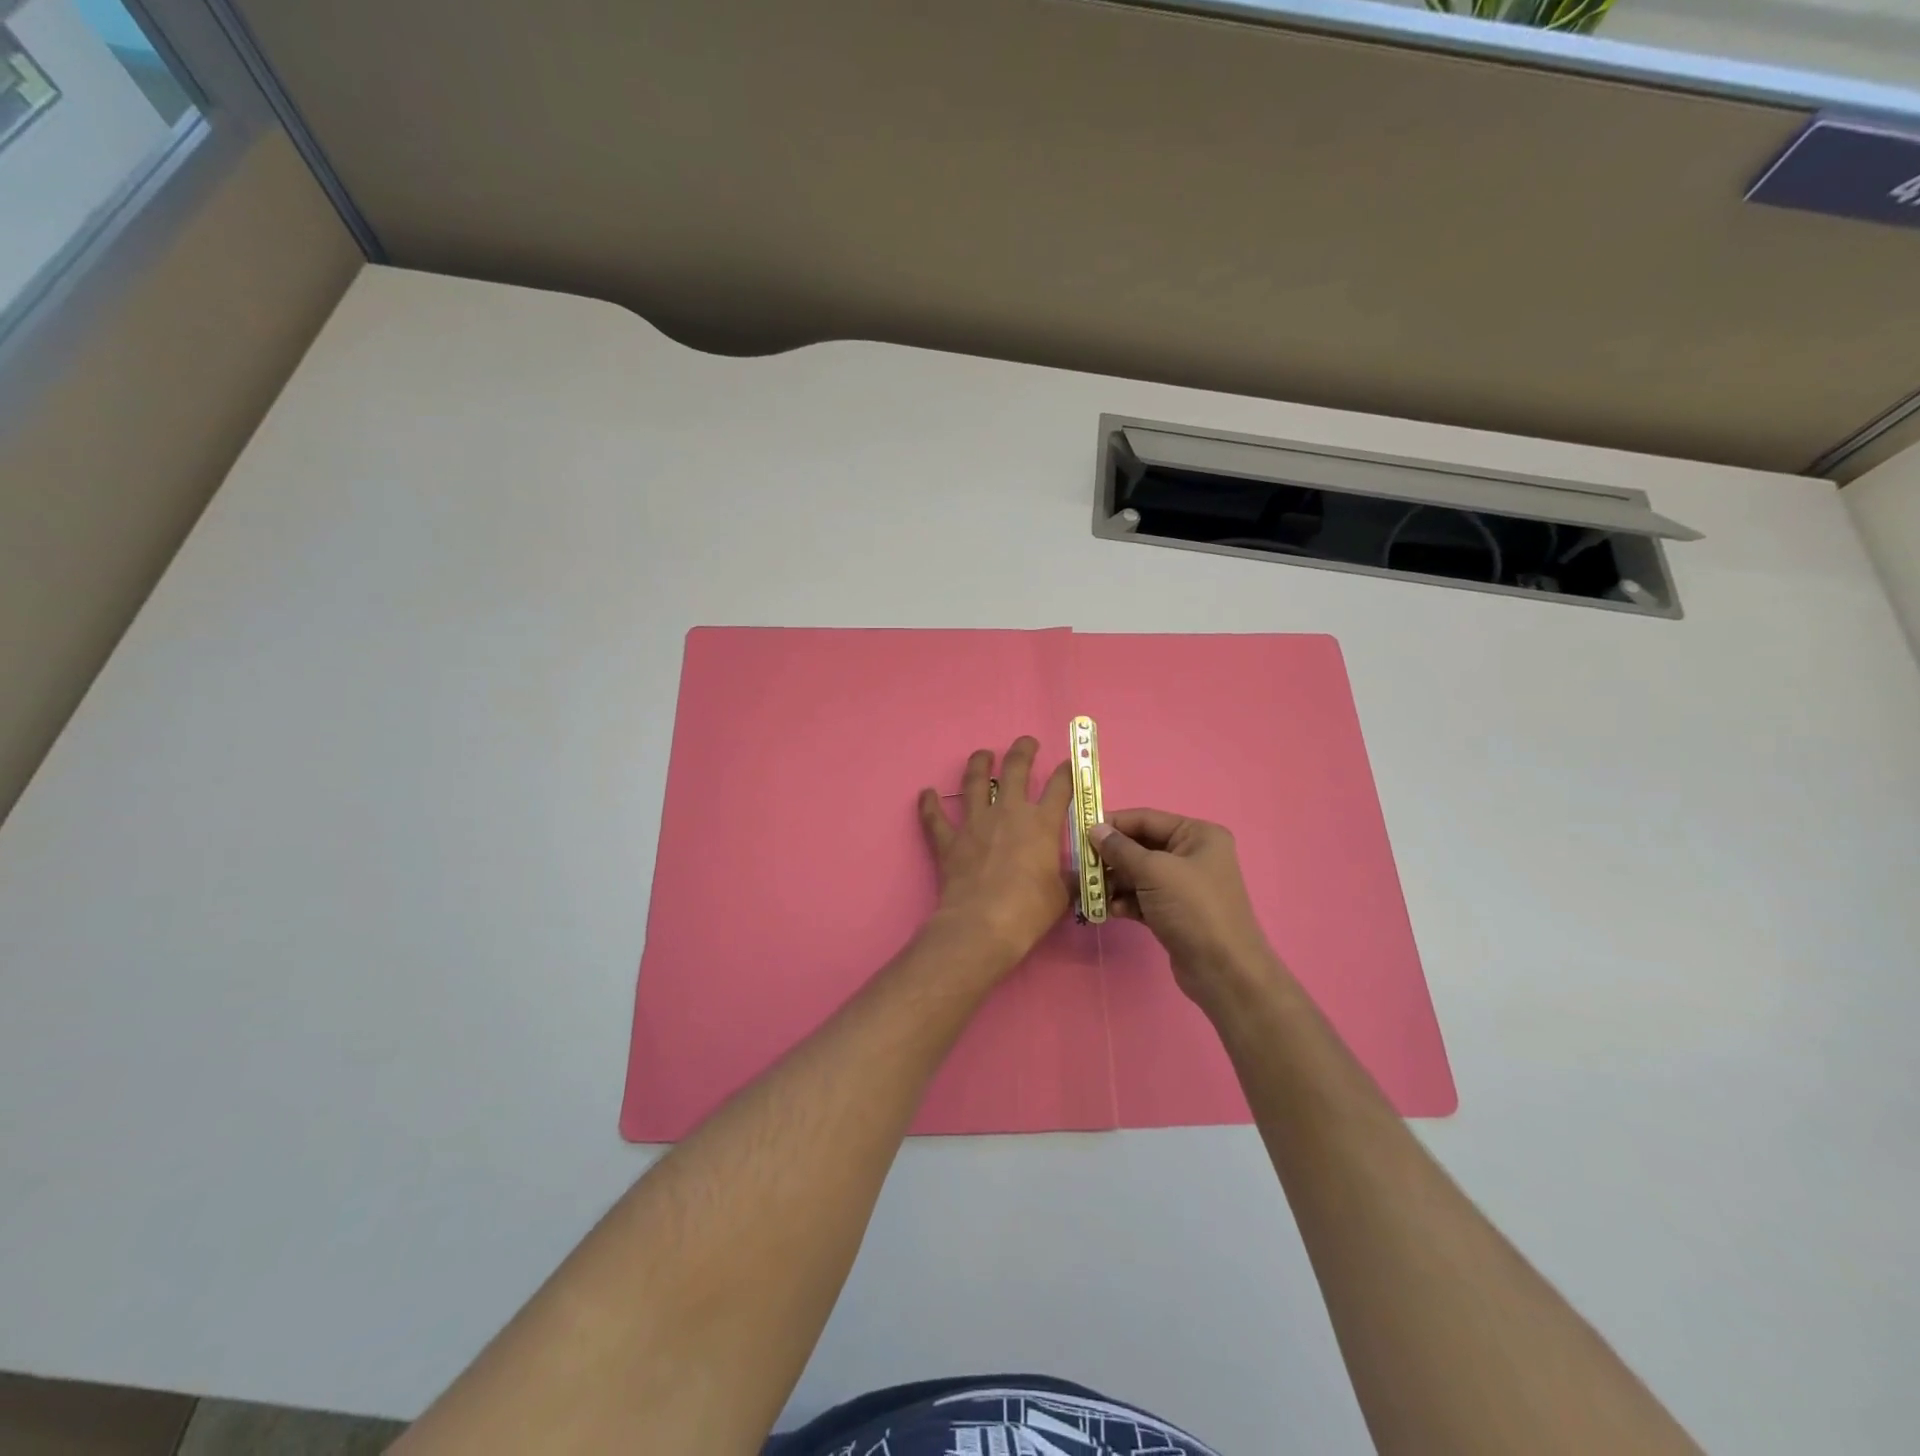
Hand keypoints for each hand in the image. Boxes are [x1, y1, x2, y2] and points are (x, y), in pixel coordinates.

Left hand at [918, 737, 1072, 968]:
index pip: (1059, 787)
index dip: (1066, 772)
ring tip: (982, 754)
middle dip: (1022, 750)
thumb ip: (1068, 877)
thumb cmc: (1030, 910)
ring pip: (974, 782)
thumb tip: (1080, 875)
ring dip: (978, 764)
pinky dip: (929, 805)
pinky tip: (926, 793)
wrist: (983, 924)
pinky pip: (935, 818)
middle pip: (1015, 769)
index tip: (1069, 764)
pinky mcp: (948, 841)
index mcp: (1041, 824)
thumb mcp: (1062, 894)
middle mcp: (1008, 813)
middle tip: (1026, 742)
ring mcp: (974, 824)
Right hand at [1090, 809, 1282, 1010]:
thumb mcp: (1154, 872)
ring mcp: (1184, 885)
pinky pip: (1142, 897)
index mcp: (1198, 835)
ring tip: (1093, 893)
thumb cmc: (1193, 909)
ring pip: (1139, 874)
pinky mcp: (1174, 911)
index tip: (1080, 832)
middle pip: (1140, 847)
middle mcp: (1193, 855)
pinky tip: (1111, 911)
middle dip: (1111, 858)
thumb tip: (1094, 829)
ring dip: (1114, 882)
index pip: (1146, 819)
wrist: (1223, 971)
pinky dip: (1126, 901)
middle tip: (1083, 867)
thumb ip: (1121, 849)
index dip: (1113, 824)